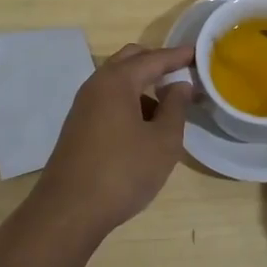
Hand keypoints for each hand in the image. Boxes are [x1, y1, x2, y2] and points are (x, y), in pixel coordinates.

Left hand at [27, 43, 195, 241]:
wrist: (68, 213)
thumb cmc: (122, 172)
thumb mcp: (163, 141)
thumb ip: (176, 107)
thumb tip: (180, 85)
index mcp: (117, 82)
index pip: (153, 58)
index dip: (177, 56)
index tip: (198, 54)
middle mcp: (96, 85)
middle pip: (130, 60)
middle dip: (156, 62)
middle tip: (182, 71)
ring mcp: (83, 106)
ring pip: (117, 82)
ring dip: (142, 84)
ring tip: (168, 104)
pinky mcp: (78, 127)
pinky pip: (108, 100)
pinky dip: (129, 101)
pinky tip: (144, 127)